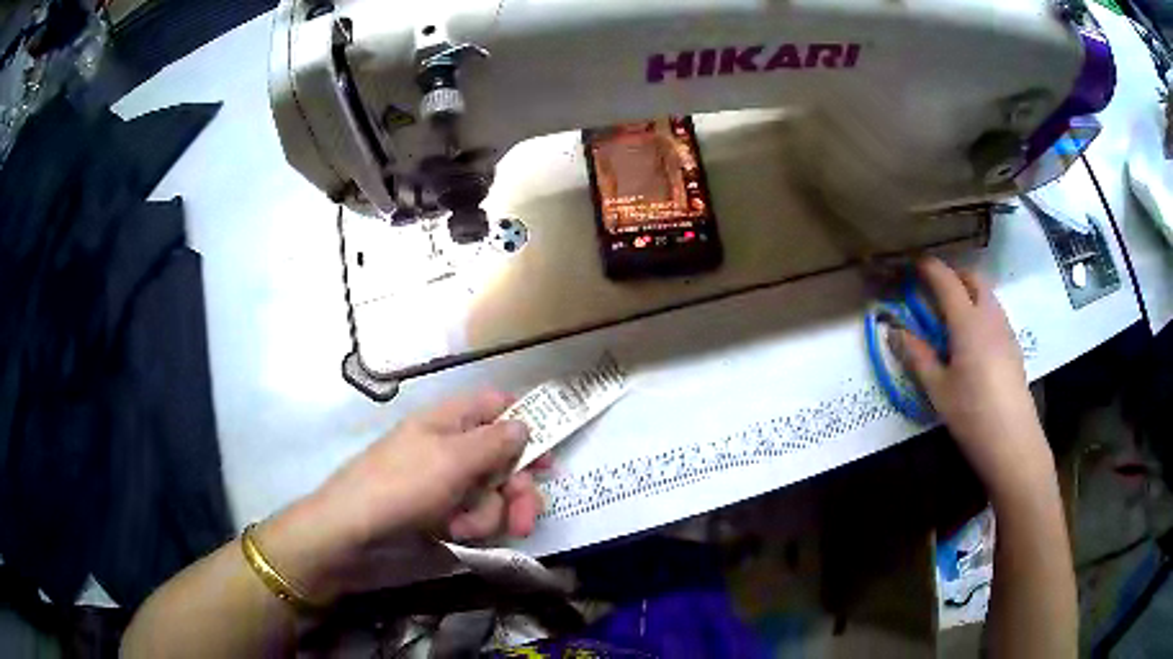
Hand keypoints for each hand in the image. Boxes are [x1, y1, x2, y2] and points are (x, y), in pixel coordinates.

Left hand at [254, 392, 547, 599]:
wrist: (351, 536)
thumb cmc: (400, 486)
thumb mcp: (451, 459)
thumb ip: (495, 441)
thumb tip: (524, 424)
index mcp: (450, 421)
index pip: (497, 407)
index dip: (526, 424)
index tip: (548, 454)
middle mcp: (452, 449)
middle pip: (506, 459)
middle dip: (518, 490)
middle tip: (525, 518)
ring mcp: (447, 484)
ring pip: (494, 495)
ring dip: (489, 516)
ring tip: (463, 529)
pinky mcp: (442, 515)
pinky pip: (475, 518)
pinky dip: (470, 529)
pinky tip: (452, 535)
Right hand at [895, 258, 1053, 500]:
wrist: (1013, 441)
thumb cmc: (972, 414)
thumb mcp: (938, 389)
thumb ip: (918, 356)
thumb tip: (895, 332)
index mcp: (968, 321)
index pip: (946, 280)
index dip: (929, 268)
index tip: (913, 265)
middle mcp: (989, 316)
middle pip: (973, 279)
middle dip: (953, 275)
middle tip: (934, 289)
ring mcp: (1005, 330)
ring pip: (987, 295)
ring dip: (969, 292)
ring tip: (951, 315)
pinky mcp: (1013, 347)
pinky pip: (995, 314)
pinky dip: (980, 311)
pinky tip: (972, 340)